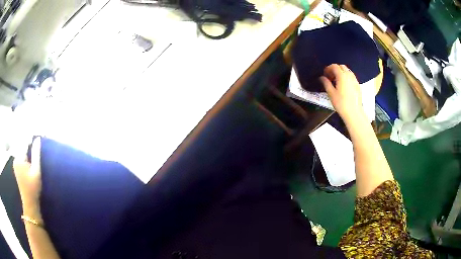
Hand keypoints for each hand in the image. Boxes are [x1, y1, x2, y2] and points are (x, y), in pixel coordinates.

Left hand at [13, 137, 42, 219]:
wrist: (29, 203)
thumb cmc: (33, 188)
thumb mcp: (36, 171)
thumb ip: (36, 154)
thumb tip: (38, 139)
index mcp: (19, 158)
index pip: (25, 143)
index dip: (31, 140)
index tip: (38, 138)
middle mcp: (15, 159)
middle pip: (22, 147)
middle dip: (29, 146)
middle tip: (37, 148)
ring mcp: (15, 164)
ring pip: (22, 152)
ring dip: (27, 152)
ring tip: (34, 155)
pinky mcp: (16, 168)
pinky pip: (21, 158)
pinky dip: (26, 157)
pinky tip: (30, 163)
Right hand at [319, 64, 365, 123]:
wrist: (354, 113)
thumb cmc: (341, 103)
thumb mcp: (331, 93)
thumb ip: (326, 83)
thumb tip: (321, 78)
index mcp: (342, 76)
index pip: (334, 66)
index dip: (328, 69)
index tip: (325, 74)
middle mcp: (349, 75)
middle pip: (341, 67)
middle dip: (335, 69)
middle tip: (330, 77)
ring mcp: (355, 80)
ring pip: (347, 71)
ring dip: (341, 73)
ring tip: (336, 81)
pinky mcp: (358, 85)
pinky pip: (351, 77)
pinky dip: (346, 77)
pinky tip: (343, 86)